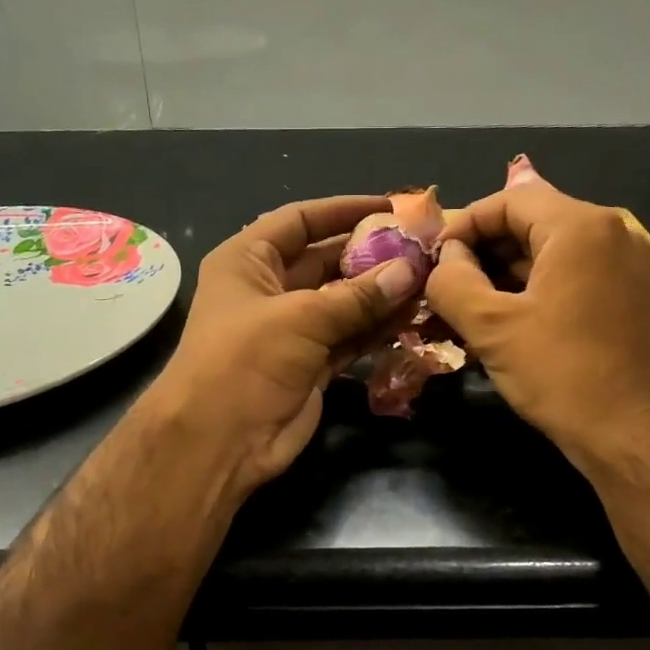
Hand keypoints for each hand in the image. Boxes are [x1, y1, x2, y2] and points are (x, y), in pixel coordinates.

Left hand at [148, 195, 422, 491]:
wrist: (220, 441)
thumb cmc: (245, 361)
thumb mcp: (300, 318)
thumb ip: (358, 295)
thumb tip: (411, 269)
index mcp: (248, 261)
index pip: (300, 220)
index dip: (344, 210)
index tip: (392, 207)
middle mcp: (269, 289)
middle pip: (326, 260)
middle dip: (371, 254)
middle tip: (423, 247)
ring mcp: (291, 330)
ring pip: (343, 301)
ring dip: (381, 293)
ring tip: (429, 279)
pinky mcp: (311, 364)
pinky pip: (350, 336)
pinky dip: (377, 328)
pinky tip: (413, 316)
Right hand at [428, 168, 649, 474]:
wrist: (629, 435)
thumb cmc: (558, 374)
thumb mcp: (490, 326)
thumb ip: (452, 281)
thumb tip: (445, 259)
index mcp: (581, 227)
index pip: (510, 200)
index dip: (464, 225)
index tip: (434, 260)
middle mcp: (612, 233)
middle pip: (532, 222)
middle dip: (483, 251)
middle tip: (447, 286)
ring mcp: (626, 265)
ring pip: (550, 252)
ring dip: (505, 273)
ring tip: (467, 307)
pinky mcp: (629, 296)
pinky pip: (571, 275)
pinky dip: (534, 289)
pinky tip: (505, 321)